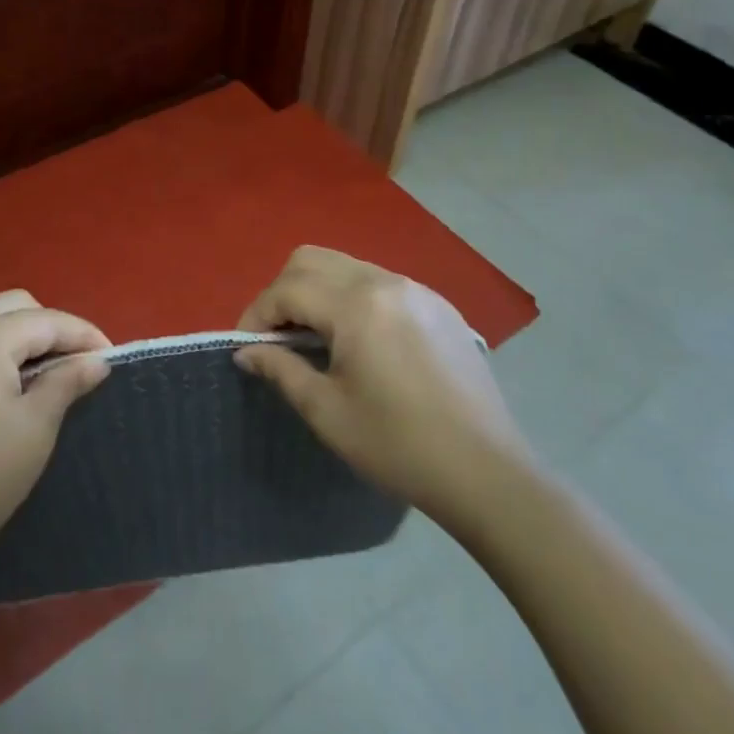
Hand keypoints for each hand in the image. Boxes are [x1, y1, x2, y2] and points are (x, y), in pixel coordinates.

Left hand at [0, 291, 110, 585]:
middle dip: (45, 327)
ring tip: (29, 377)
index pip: (46, 320)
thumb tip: (95, 359)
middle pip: (10, 308)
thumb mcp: (35, 429)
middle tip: (68, 364)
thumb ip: (67, 382)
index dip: (83, 334)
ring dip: (8, 338)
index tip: (108, 357)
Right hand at [234, 245, 528, 523]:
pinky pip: (380, 282)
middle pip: (312, 260)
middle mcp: (385, 281)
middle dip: (284, 292)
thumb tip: (246, 351)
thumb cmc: (399, 446)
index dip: (257, 314)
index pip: (287, 289)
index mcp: (356, 305)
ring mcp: (416, 289)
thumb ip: (280, 369)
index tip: (246, 346)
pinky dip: (353, 298)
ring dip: (318, 291)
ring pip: (346, 266)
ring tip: (315, 338)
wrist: (488, 473)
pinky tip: (361, 342)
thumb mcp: (327, 411)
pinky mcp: (439, 305)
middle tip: (278, 336)